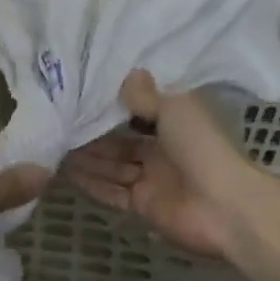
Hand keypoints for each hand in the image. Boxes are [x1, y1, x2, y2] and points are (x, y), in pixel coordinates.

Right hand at [64, 71, 279, 280]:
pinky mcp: (143, 205)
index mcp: (175, 122)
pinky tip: (66, 172)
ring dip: (87, 157)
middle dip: (93, 133)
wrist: (226, 207)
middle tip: (58, 121)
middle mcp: (162, 149)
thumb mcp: (174, 109)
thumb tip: (130, 73)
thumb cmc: (202, 147)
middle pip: (121, 140)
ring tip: (54, 144)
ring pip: (113, 165)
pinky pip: (112, 191)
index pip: (139, 110)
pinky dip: (92, 183)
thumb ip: (146, 96)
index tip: (83, 93)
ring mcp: (152, 179)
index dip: (114, 104)